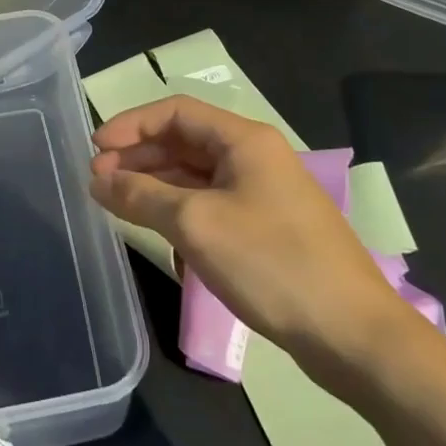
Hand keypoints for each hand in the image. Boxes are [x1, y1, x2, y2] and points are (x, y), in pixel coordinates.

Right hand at [89, 96, 416, 382]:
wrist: (351, 332)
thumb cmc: (271, 263)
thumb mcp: (196, 224)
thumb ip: (141, 195)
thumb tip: (97, 180)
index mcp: (244, 140)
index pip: (175, 112)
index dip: (130, 125)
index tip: (94, 151)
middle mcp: (254, 157)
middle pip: (184, 141)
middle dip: (138, 156)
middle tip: (97, 182)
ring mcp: (262, 193)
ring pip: (195, 175)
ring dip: (154, 184)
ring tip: (115, 203)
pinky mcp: (265, 227)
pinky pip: (210, 204)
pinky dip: (178, 209)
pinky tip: (154, 227)